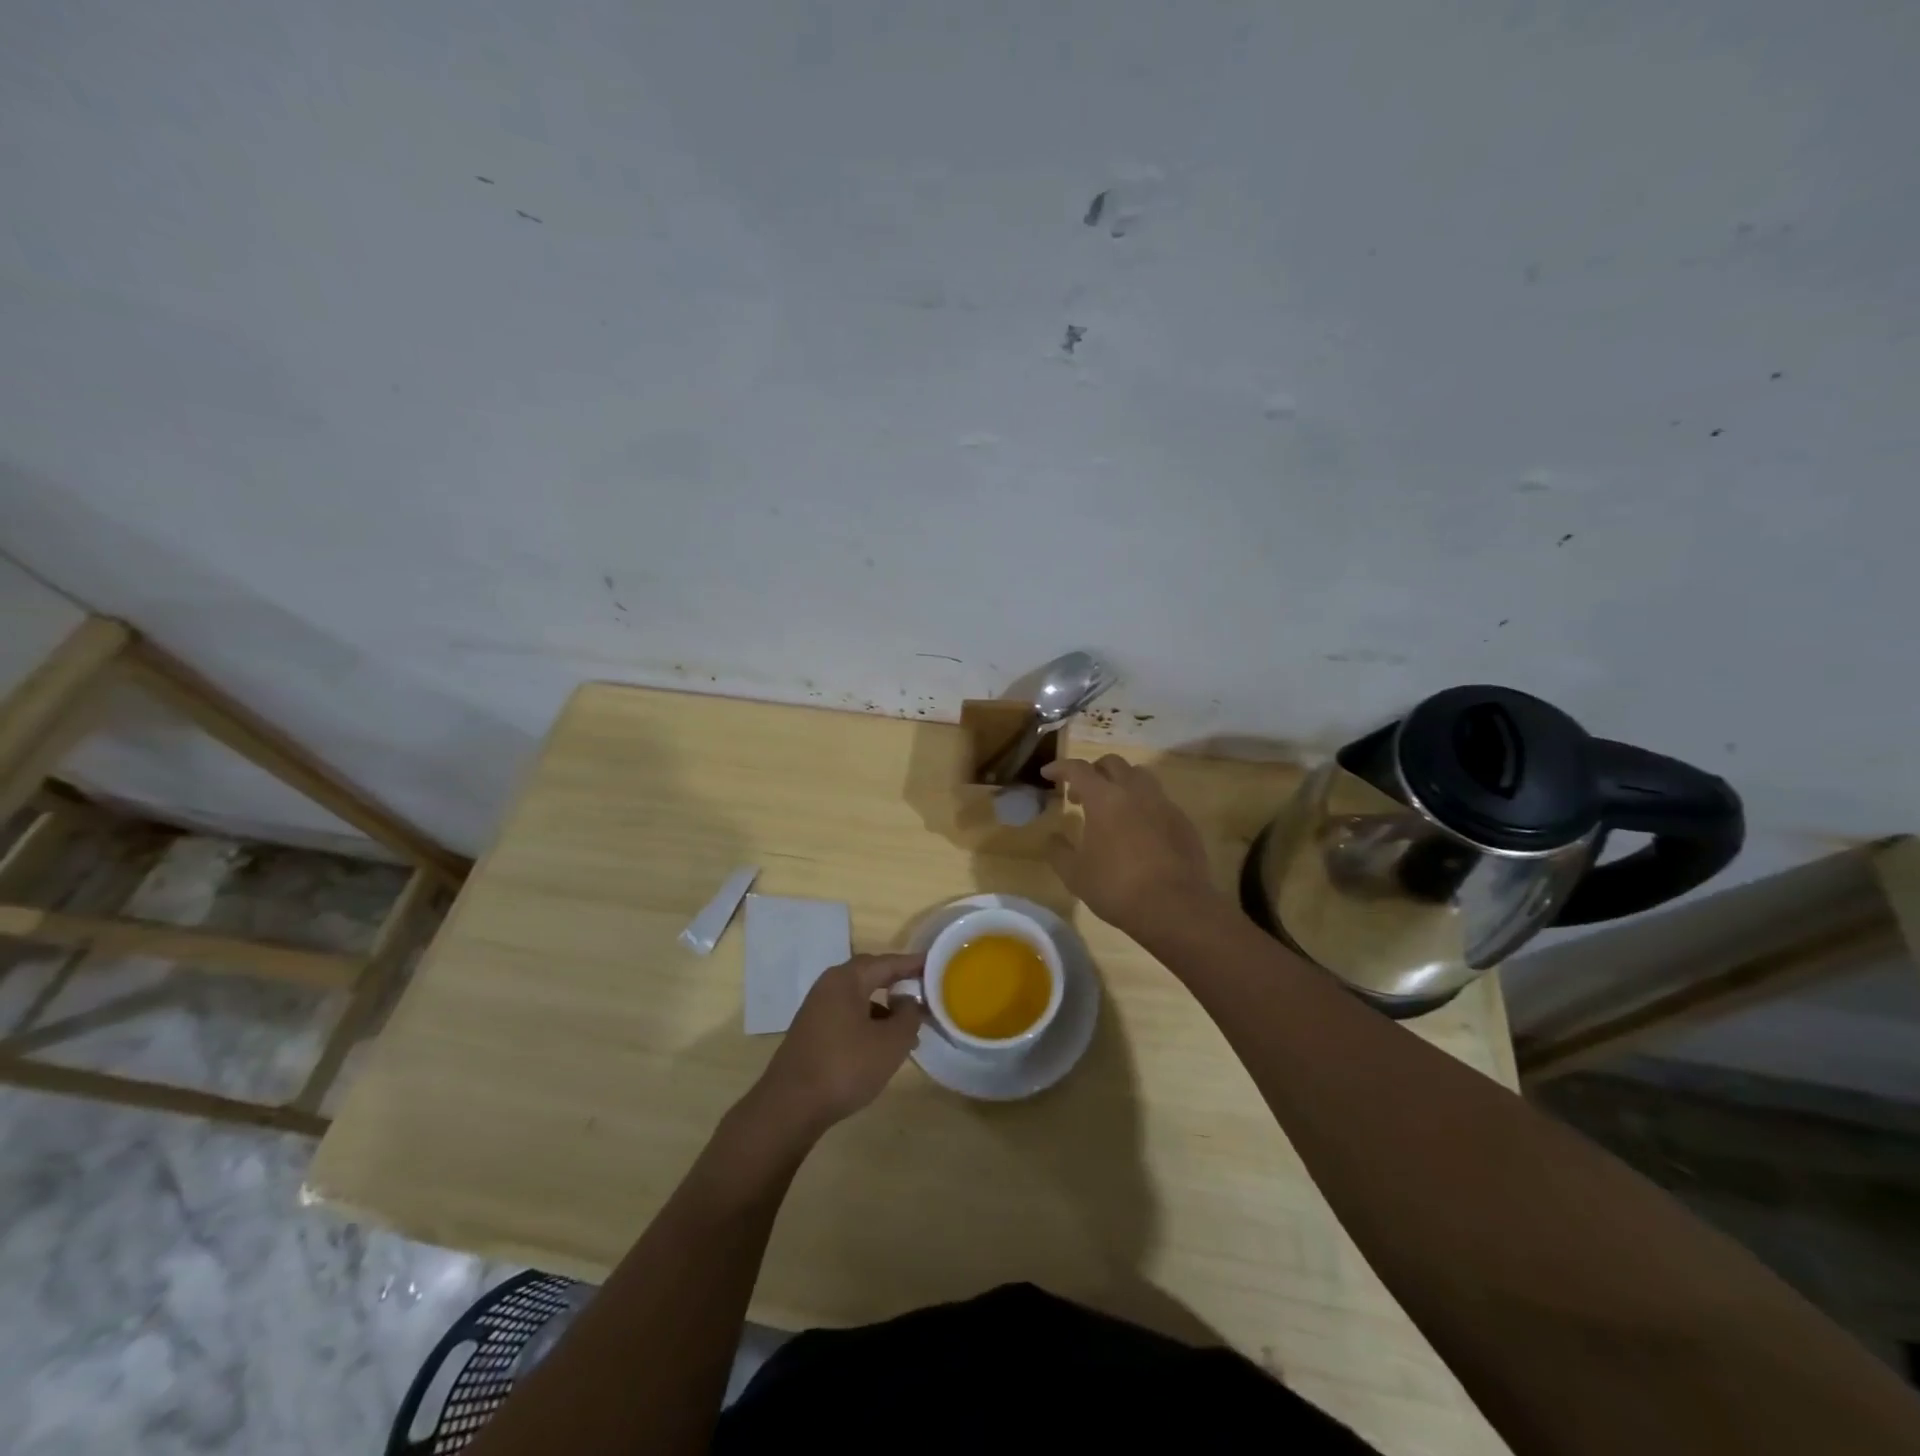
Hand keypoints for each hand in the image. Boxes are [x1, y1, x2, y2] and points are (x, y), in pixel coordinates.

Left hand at [750, 953, 923, 1140]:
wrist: (789, 1107)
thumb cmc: (846, 1066)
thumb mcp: (891, 1043)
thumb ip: (908, 1016)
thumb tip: (908, 1001)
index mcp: (847, 979)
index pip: (888, 962)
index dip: (914, 964)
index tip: (936, 964)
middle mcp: (829, 986)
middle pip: (871, 975)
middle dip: (899, 982)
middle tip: (924, 989)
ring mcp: (817, 1009)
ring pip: (859, 998)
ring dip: (885, 1009)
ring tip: (910, 1030)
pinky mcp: (812, 1032)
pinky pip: (848, 1016)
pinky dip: (869, 1023)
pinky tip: (881, 1048)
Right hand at [1043, 756, 1219, 935]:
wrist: (1175, 907)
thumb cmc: (1117, 888)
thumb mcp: (1075, 875)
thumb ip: (1059, 851)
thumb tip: (1053, 837)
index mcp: (1104, 798)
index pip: (1078, 769)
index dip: (1060, 768)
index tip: (1048, 774)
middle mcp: (1135, 791)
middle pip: (1112, 763)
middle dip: (1093, 771)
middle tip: (1080, 794)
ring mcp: (1163, 804)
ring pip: (1140, 776)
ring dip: (1120, 783)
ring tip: (1111, 808)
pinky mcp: (1183, 821)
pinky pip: (1159, 800)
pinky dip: (1142, 805)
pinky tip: (1138, 830)